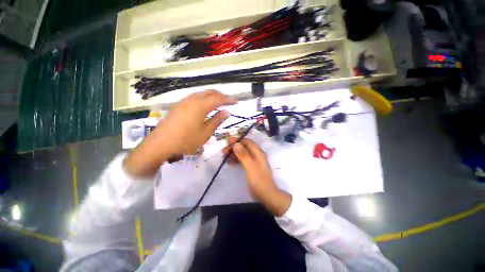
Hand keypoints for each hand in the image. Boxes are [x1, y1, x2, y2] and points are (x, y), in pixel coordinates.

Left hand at [124, 90, 235, 177]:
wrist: (160, 144)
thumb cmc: (186, 140)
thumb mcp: (206, 133)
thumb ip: (217, 121)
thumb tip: (226, 112)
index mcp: (201, 106)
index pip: (218, 99)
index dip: (229, 99)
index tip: (236, 102)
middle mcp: (192, 100)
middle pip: (209, 92)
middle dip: (220, 95)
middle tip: (228, 101)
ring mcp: (183, 102)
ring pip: (201, 94)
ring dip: (211, 96)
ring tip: (218, 103)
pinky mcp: (178, 106)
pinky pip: (194, 98)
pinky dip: (203, 99)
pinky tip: (204, 106)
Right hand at [224, 138, 291, 215]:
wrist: (266, 195)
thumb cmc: (259, 180)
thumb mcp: (250, 167)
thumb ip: (244, 155)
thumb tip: (236, 144)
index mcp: (258, 153)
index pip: (247, 142)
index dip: (238, 140)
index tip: (228, 141)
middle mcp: (256, 155)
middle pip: (244, 147)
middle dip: (234, 147)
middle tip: (224, 151)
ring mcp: (254, 161)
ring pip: (242, 154)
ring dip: (234, 154)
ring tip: (224, 157)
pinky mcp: (251, 167)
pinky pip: (242, 161)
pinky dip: (236, 160)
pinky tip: (230, 163)